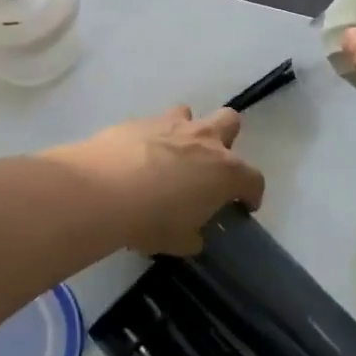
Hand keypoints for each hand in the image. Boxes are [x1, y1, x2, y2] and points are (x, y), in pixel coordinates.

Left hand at [48, 107, 264, 257]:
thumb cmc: (151, 220)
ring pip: (191, 114)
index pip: (253, 179)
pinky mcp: (139, 120)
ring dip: (186, 132)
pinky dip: (152, 138)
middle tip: (209, 167)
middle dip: (226, 140)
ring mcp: (172, 125)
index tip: (244, 205)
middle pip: (230, 122)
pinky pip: (154, 123)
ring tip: (171, 156)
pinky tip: (137, 158)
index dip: (251, 194)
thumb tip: (194, 234)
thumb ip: (193, 235)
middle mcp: (205, 139)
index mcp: (225, 171)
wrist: (102, 189)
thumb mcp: (179, 241)